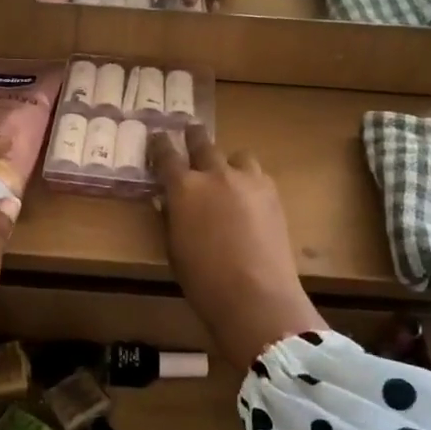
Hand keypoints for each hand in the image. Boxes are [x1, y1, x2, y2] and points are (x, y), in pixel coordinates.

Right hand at [151, 125, 324, 367]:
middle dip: (193, 137)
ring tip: (226, 173)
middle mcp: (214, 175)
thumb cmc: (203, 281)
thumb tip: (169, 201)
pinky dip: (248, 179)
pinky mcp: (272, 193)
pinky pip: (257, 174)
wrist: (256, 295)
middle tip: (189, 134)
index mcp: (183, 188)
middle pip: (202, 142)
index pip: (166, 154)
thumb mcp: (173, 249)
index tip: (157, 138)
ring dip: (227, 161)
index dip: (159, 144)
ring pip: (236, 155)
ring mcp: (247, 180)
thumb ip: (170, 218)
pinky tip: (248, 197)